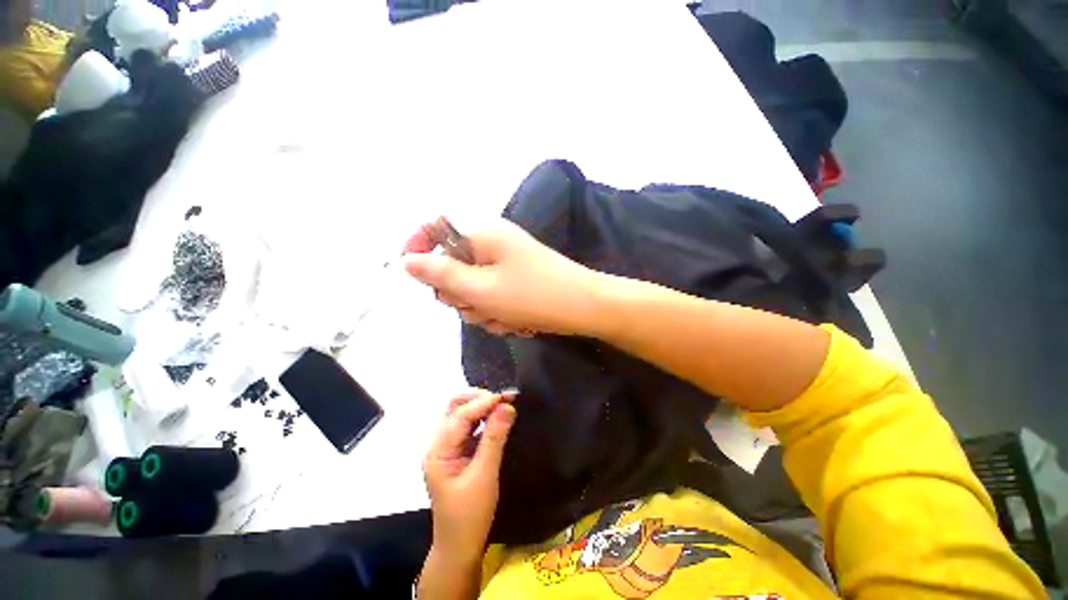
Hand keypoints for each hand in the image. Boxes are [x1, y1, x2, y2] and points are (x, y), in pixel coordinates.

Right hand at [403, 218, 604, 335]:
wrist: (585, 308)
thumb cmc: (533, 295)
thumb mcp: (481, 289)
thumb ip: (441, 275)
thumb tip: (408, 260)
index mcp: (482, 235)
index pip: (437, 226)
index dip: (420, 245)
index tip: (415, 275)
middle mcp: (493, 244)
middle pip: (454, 267)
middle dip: (460, 295)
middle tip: (479, 306)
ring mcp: (507, 264)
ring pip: (474, 289)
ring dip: (482, 309)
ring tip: (504, 318)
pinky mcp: (517, 281)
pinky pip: (494, 297)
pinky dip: (499, 312)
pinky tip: (516, 321)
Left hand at [423, 390, 516, 563]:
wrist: (460, 547)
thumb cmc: (469, 516)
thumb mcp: (484, 476)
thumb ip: (495, 438)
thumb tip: (507, 406)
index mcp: (438, 451)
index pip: (460, 415)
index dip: (484, 402)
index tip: (508, 396)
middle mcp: (439, 444)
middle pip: (454, 408)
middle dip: (479, 398)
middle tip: (504, 399)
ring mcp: (448, 448)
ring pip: (462, 414)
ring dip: (482, 406)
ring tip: (504, 404)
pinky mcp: (458, 452)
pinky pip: (470, 426)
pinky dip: (484, 418)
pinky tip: (498, 418)